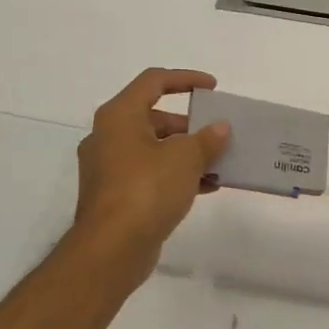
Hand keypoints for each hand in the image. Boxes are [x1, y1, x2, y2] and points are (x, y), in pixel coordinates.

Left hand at [68, 68, 230, 273]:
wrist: (111, 249)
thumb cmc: (146, 190)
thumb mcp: (185, 158)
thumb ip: (207, 138)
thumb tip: (220, 127)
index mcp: (119, 116)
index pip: (154, 81)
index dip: (186, 79)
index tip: (213, 88)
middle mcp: (108, 137)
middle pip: (154, 117)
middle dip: (190, 124)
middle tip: (218, 133)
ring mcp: (109, 168)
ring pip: (154, 149)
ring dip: (187, 152)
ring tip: (219, 162)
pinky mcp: (116, 196)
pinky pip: (151, 174)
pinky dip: (176, 175)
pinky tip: (207, 187)